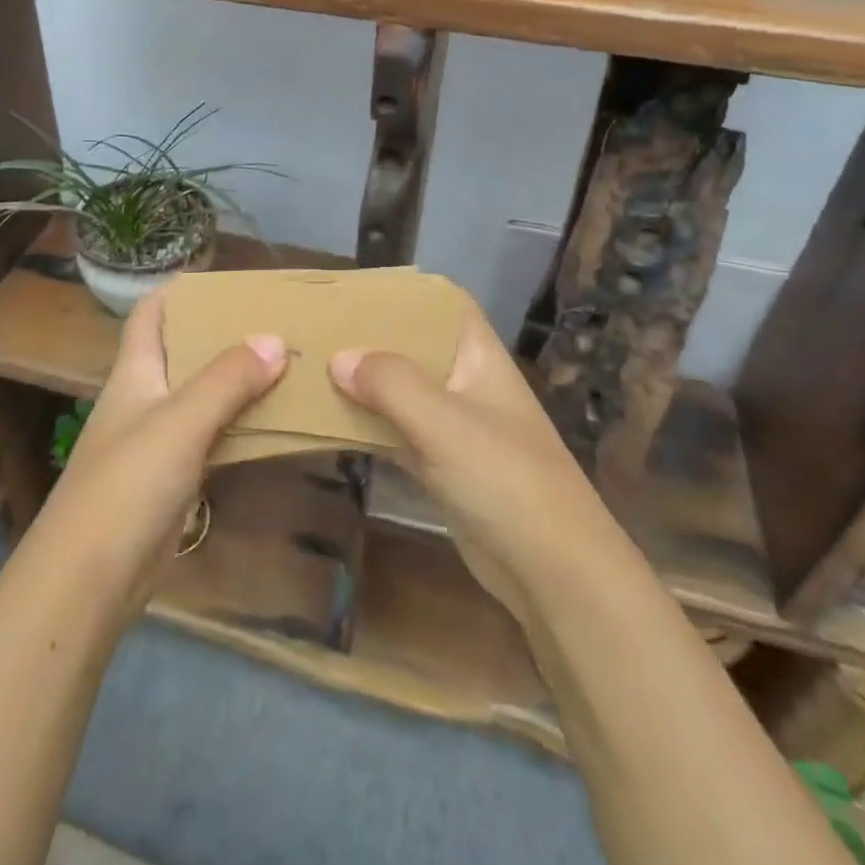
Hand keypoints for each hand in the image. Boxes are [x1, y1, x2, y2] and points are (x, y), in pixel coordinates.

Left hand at [34, 288, 286, 613]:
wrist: (90, 578)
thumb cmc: (127, 484)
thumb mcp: (179, 421)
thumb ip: (227, 379)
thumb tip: (275, 339)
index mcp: (135, 371)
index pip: (151, 313)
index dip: (182, 291)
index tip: (230, 282)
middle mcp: (145, 396)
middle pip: (184, 351)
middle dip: (224, 335)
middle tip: (276, 322)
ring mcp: (158, 439)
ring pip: (203, 395)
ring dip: (238, 381)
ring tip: (287, 363)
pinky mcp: (173, 477)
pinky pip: (212, 436)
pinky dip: (240, 424)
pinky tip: (274, 421)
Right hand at [329, 311, 604, 625]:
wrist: (553, 573)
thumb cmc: (505, 479)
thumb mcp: (444, 422)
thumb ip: (390, 383)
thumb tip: (338, 358)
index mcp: (478, 356)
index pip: (442, 303)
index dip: (403, 291)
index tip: (353, 291)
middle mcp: (466, 382)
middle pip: (414, 345)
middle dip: (370, 338)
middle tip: (318, 330)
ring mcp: (455, 426)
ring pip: (401, 391)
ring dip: (364, 383)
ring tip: (312, 368)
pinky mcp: (443, 466)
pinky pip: (397, 433)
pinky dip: (368, 426)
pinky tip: (329, 421)